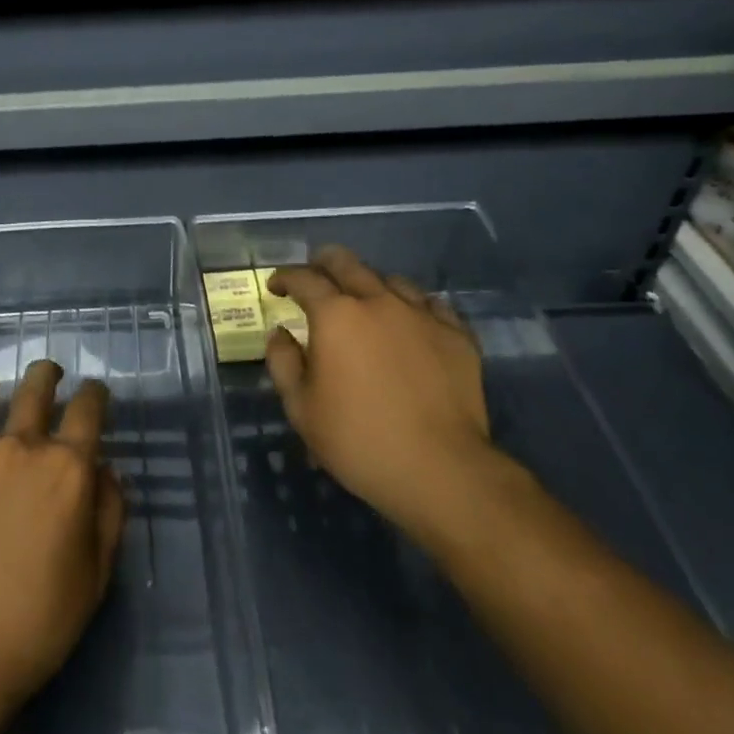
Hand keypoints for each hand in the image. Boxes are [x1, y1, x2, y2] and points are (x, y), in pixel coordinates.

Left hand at [0, 360, 125, 716]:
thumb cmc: (39, 619)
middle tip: (47, 373)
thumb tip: (106, 471)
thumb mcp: (96, 573)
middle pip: (35, 389)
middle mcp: (19, 448)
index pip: (88, 409)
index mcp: (66, 468)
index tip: (95, 391)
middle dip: (45, 374)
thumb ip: (107, 513)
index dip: (95, 393)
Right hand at [266, 247, 504, 538]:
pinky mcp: (457, 335)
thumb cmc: (358, 440)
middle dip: (323, 263)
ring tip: (363, 302)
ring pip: (390, 280)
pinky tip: (408, 322)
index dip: (284, 277)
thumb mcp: (301, 408)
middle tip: (314, 276)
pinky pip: (431, 304)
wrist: (440, 469)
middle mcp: (378, 302)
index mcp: (336, 315)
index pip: (304, 278)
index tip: (276, 287)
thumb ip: (283, 362)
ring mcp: (422, 315)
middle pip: (347, 263)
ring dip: (368, 284)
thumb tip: (281, 333)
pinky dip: (411, 306)